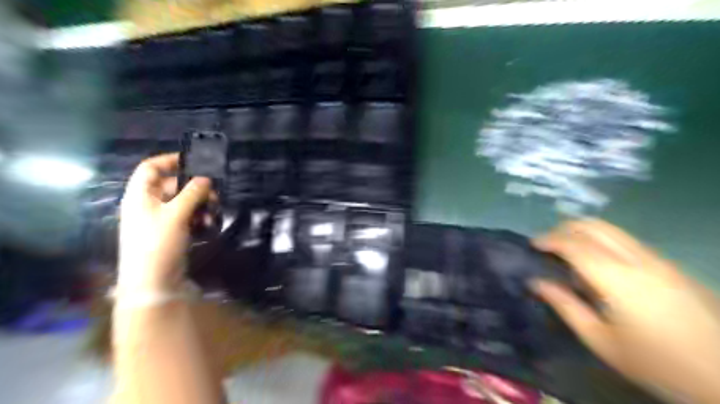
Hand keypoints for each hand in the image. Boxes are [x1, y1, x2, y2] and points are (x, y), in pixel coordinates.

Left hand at [118, 152, 210, 292]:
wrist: (153, 284)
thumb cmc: (158, 244)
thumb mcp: (176, 215)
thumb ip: (192, 193)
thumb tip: (206, 177)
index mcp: (140, 196)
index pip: (151, 168)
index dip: (170, 160)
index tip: (196, 161)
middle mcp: (148, 205)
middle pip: (173, 186)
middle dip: (195, 188)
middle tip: (215, 195)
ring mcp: (161, 221)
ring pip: (184, 203)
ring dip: (201, 205)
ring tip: (214, 214)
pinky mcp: (172, 234)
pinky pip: (188, 218)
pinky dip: (199, 218)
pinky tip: (210, 226)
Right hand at [530, 220, 718, 401]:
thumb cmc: (656, 363)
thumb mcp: (601, 340)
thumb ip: (565, 306)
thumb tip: (536, 282)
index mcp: (617, 279)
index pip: (575, 245)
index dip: (549, 239)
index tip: (532, 244)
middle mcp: (639, 260)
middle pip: (595, 226)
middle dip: (565, 229)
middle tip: (549, 244)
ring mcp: (659, 260)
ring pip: (613, 230)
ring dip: (584, 233)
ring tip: (570, 252)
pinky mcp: (672, 266)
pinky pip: (628, 241)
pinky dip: (604, 242)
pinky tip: (600, 264)